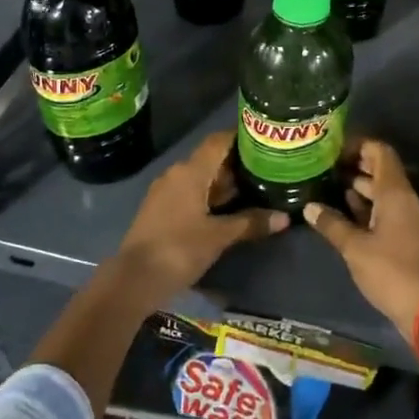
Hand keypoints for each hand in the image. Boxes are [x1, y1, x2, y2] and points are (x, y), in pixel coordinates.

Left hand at [110, 132, 285, 311]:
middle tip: (268, 168)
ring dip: (224, 182)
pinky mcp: (161, 209)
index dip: (241, 137)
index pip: (218, 141)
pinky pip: (191, 192)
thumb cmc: (178, 250)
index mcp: (190, 171)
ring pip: (201, 177)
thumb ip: (251, 223)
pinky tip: (229, 208)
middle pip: (211, 159)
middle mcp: (176, 173)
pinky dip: (210, 196)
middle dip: (238, 163)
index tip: (265, 141)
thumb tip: (285, 217)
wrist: (133, 280)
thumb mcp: (219, 237)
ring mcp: (166, 191)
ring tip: (255, 188)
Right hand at [303, 138, 418, 333]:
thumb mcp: (355, 248)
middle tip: (325, 168)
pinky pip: (386, 212)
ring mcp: (409, 219)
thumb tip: (309, 206)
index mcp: (395, 193)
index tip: (333, 150)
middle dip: (354, 166)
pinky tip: (346, 215)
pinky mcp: (408, 238)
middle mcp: (405, 200)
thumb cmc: (392, 271)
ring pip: (383, 193)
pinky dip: (367, 209)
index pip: (380, 151)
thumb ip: (332, 224)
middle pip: (381, 170)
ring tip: (329, 188)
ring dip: (359, 189)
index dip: (357, 145)